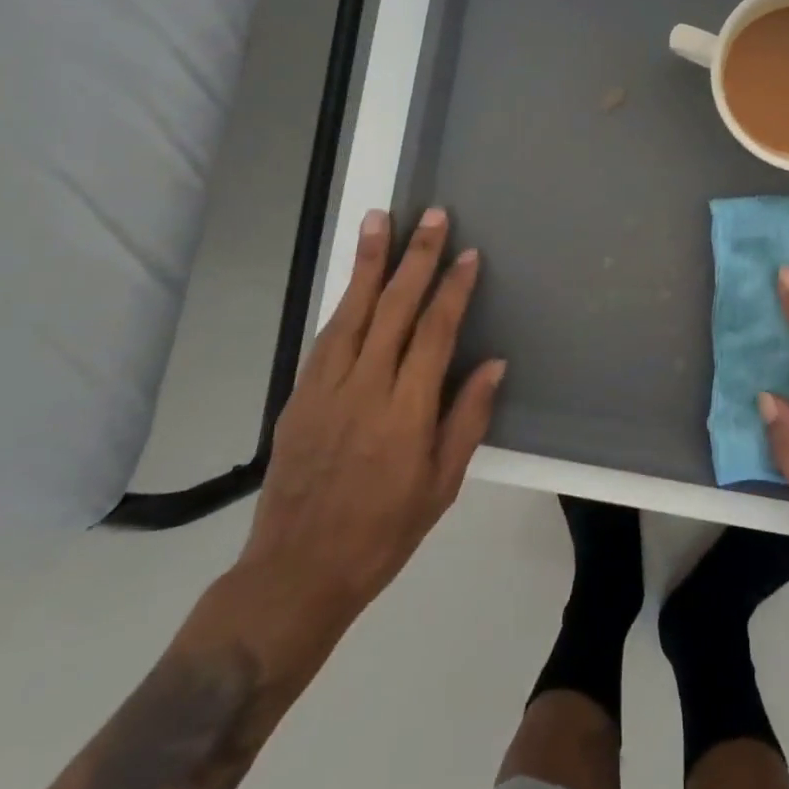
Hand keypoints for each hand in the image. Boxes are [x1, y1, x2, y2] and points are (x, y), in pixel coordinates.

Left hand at [225, 207, 505, 672]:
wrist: (295, 572)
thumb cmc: (383, 533)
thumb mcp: (441, 486)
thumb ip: (467, 419)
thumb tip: (493, 363)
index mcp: (406, 412)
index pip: (434, 332)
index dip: (452, 289)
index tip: (467, 254)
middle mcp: (365, 387)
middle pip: (394, 308)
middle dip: (416, 257)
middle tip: (432, 216)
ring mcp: (326, 387)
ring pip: (352, 310)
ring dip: (369, 261)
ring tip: (380, 219)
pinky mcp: (300, 393)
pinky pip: (327, 335)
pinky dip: (344, 299)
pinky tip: (355, 278)